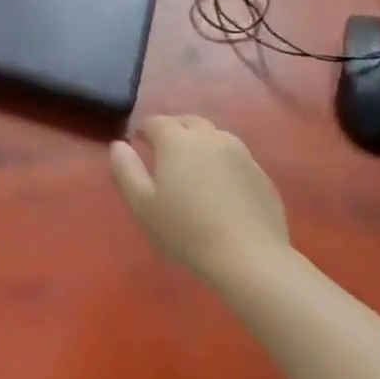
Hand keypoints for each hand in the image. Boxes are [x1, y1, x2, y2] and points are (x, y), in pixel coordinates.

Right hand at [109, 116, 289, 281]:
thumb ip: (126, 170)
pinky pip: (235, 157)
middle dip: (173, 129)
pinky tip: (220, 187)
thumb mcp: (142, 204)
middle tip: (164, 150)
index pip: (156, 122)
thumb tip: (118, 145)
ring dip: (199, 142)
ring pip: (214, 136)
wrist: (249, 257)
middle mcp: (210, 137)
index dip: (144, 130)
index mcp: (177, 140)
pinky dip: (222, 162)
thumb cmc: (186, 230)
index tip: (139, 143)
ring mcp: (240, 153)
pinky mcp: (261, 173)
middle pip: (188, 122)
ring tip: (193, 166)